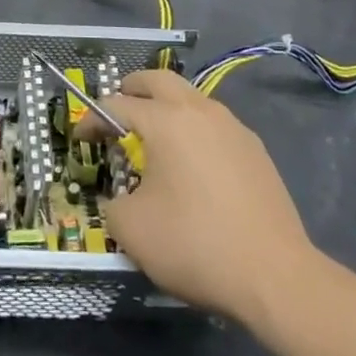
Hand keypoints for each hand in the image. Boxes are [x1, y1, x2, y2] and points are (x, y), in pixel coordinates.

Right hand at [79, 71, 325, 333]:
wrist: (275, 275)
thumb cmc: (195, 244)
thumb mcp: (132, 230)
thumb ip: (112, 204)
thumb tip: (118, 199)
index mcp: (165, 120)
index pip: (117, 105)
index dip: (92, 119)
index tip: (81, 138)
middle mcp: (199, 111)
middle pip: (158, 80)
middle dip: (132, 88)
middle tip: (117, 108)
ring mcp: (233, 127)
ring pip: (191, 98)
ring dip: (167, 106)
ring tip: (154, 135)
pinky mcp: (255, 150)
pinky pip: (214, 124)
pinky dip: (194, 129)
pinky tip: (192, 162)